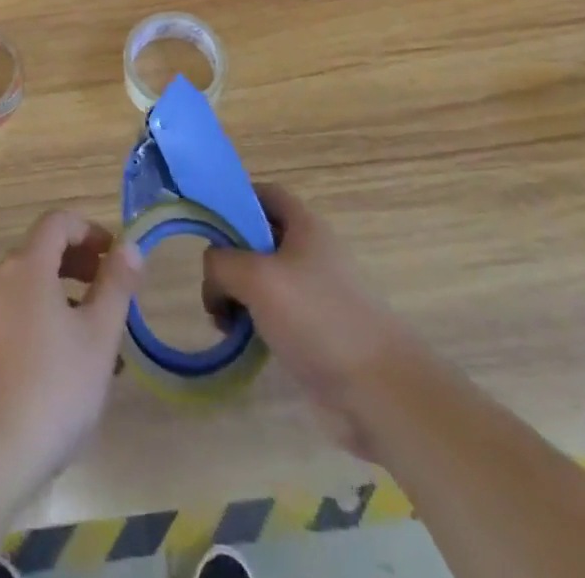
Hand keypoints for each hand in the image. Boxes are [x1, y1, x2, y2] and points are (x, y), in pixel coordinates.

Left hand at [0, 211, 142, 511]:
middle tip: (110, 299)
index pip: (58, 222)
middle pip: (41, 254)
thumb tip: (129, 246)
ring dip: (63, 304)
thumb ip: (116, 286)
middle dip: (79, 268)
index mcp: (26, 266)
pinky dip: (39, 329)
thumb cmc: (49, 390)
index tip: (116, 259)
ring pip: (28, 293)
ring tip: (93, 348)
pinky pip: (12, 323)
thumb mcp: (98, 338)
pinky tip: (59, 378)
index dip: (90, 231)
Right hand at [203, 184, 419, 462]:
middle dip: (228, 256)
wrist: (378, 391)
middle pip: (257, 237)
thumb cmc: (317, 318)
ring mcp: (313, 293)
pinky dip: (252, 322)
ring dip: (236, 294)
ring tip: (222, 320)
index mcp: (304, 226)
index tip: (206, 222)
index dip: (235, 199)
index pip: (264, 193)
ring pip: (261, 279)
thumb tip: (213, 275)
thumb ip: (221, 262)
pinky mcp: (313, 331)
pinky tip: (241, 341)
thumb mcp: (256, 277)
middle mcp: (309, 252)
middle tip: (211, 283)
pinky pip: (272, 314)